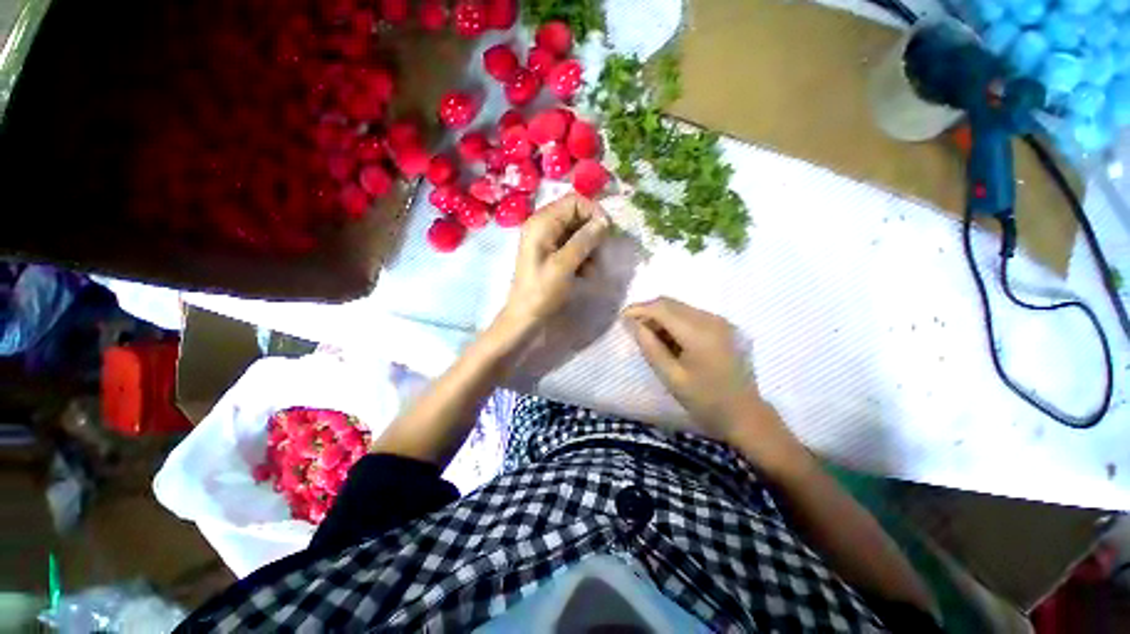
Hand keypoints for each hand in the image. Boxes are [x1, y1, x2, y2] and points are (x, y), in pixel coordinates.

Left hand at [496, 194, 609, 336]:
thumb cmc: (542, 291)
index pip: (574, 201)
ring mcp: (546, 240)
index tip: (607, 232)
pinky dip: (583, 257)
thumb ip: (584, 240)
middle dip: (592, 233)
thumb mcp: (564, 265)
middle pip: (576, 216)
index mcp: (541, 223)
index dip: (593, 212)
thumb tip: (604, 222)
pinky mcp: (550, 253)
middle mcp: (543, 226)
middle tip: (601, 253)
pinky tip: (585, 274)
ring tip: (592, 269)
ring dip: (590, 248)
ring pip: (577, 232)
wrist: (525, 317)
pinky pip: (572, 246)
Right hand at [623, 297, 774, 440]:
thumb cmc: (704, 401)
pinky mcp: (723, 326)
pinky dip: (675, 321)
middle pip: (671, 303)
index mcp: (699, 333)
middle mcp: (711, 320)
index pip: (662, 308)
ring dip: (661, 316)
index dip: (639, 309)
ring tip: (650, 337)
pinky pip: (691, 315)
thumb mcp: (671, 376)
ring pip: (680, 307)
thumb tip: (631, 323)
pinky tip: (670, 340)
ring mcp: (720, 321)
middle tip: (633, 329)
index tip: (622, 318)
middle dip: (648, 311)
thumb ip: (649, 346)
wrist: (744, 414)